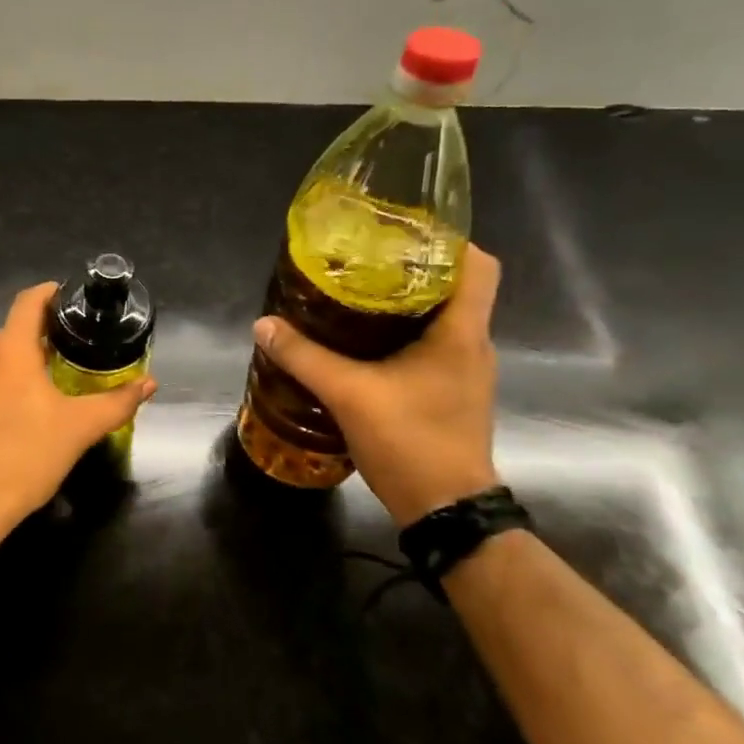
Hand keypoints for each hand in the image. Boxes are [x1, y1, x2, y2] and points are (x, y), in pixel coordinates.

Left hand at [0, 282, 156, 532]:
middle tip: (75, 351)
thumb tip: (149, 383)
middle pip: (15, 330)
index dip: (51, 293)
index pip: (29, 301)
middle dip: (43, 336)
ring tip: (52, 381)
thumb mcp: (80, 428)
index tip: (73, 300)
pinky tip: (21, 408)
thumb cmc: (26, 456)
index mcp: (8, 348)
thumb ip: (117, 402)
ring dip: (22, 361)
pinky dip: (3, 381)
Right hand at [252, 247, 502, 526]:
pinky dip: (403, 334)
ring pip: (442, 317)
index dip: (448, 241)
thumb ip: (305, 357)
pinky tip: (363, 342)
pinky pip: (433, 345)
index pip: (479, 266)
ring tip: (356, 294)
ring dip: (406, 303)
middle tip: (363, 260)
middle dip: (412, 268)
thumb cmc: (411, 442)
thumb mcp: (349, 395)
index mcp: (462, 333)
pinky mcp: (452, 392)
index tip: (402, 232)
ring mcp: (465, 371)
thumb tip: (264, 325)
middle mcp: (472, 345)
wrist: (446, 510)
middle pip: (455, 287)